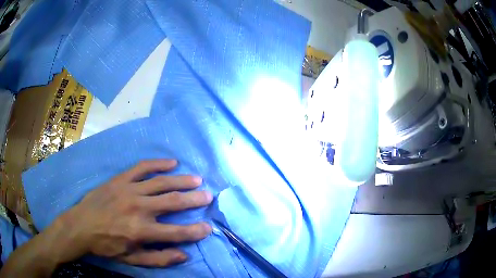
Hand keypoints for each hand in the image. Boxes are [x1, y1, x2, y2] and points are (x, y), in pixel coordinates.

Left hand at [57, 159, 212, 266]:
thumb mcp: (132, 259)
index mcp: (141, 231)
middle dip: (194, 199)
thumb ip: (158, 258)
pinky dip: (158, 164)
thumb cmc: (107, 245)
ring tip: (197, 179)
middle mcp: (138, 208)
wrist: (81, 225)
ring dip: (181, 180)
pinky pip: (142, 168)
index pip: (176, 232)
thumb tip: (184, 255)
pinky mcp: (120, 179)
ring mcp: (129, 190)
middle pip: (172, 202)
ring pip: (160, 182)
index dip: (195, 231)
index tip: (209, 227)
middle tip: (209, 196)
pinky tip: (171, 162)